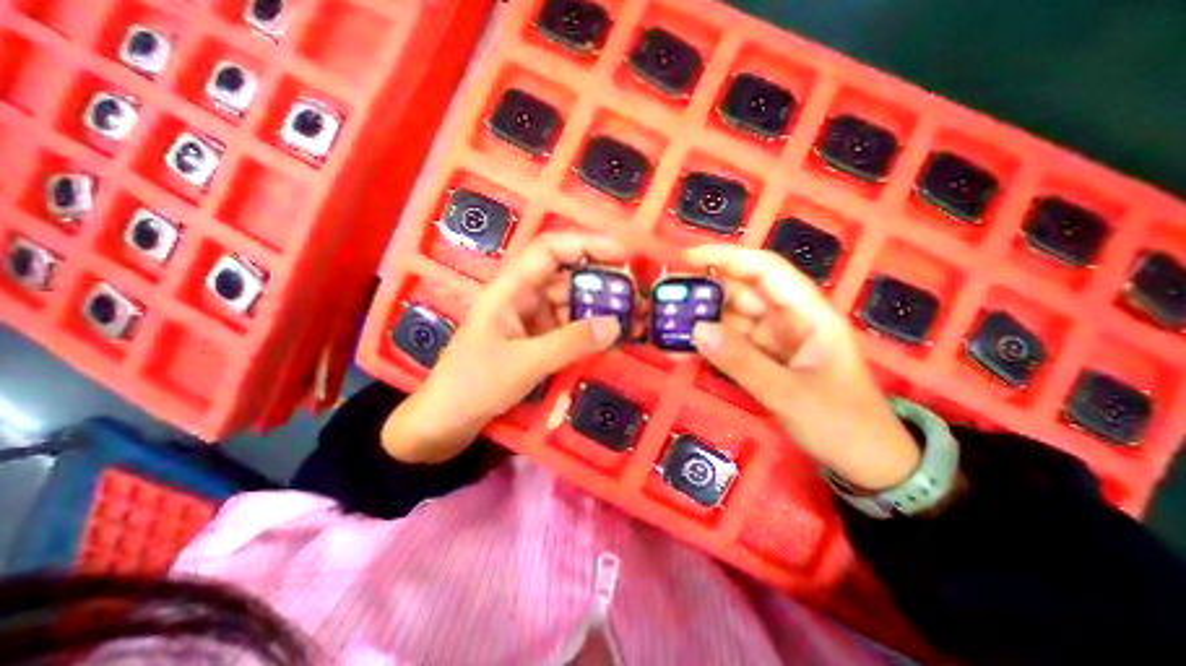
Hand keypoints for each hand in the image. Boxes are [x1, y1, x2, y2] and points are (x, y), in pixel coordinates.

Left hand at [382, 235, 622, 463]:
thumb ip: (571, 342)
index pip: (551, 250)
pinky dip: (592, 332)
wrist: (447, 422)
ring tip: (638, 320)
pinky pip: (570, 330)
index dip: (587, 244)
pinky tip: (615, 338)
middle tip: (640, 296)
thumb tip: (615, 324)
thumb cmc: (475, 384)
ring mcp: (531, 321)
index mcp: (510, 289)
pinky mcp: (538, 342)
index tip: (623, 253)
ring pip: (572, 306)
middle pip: (568, 278)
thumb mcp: (525, 362)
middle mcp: (523, 298)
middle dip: (604, 284)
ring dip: (602, 311)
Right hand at [683, 246, 920, 489]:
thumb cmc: (842, 424)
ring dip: (701, 321)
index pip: (765, 270)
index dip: (727, 257)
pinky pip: (731, 345)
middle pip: (742, 294)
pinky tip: (684, 350)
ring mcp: (775, 341)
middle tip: (665, 299)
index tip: (687, 257)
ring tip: (666, 326)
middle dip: (704, 293)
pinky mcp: (763, 360)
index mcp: (808, 314)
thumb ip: (742, 362)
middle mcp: (789, 320)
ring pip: (732, 320)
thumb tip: (697, 330)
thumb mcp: (790, 394)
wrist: (867, 464)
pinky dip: (708, 346)